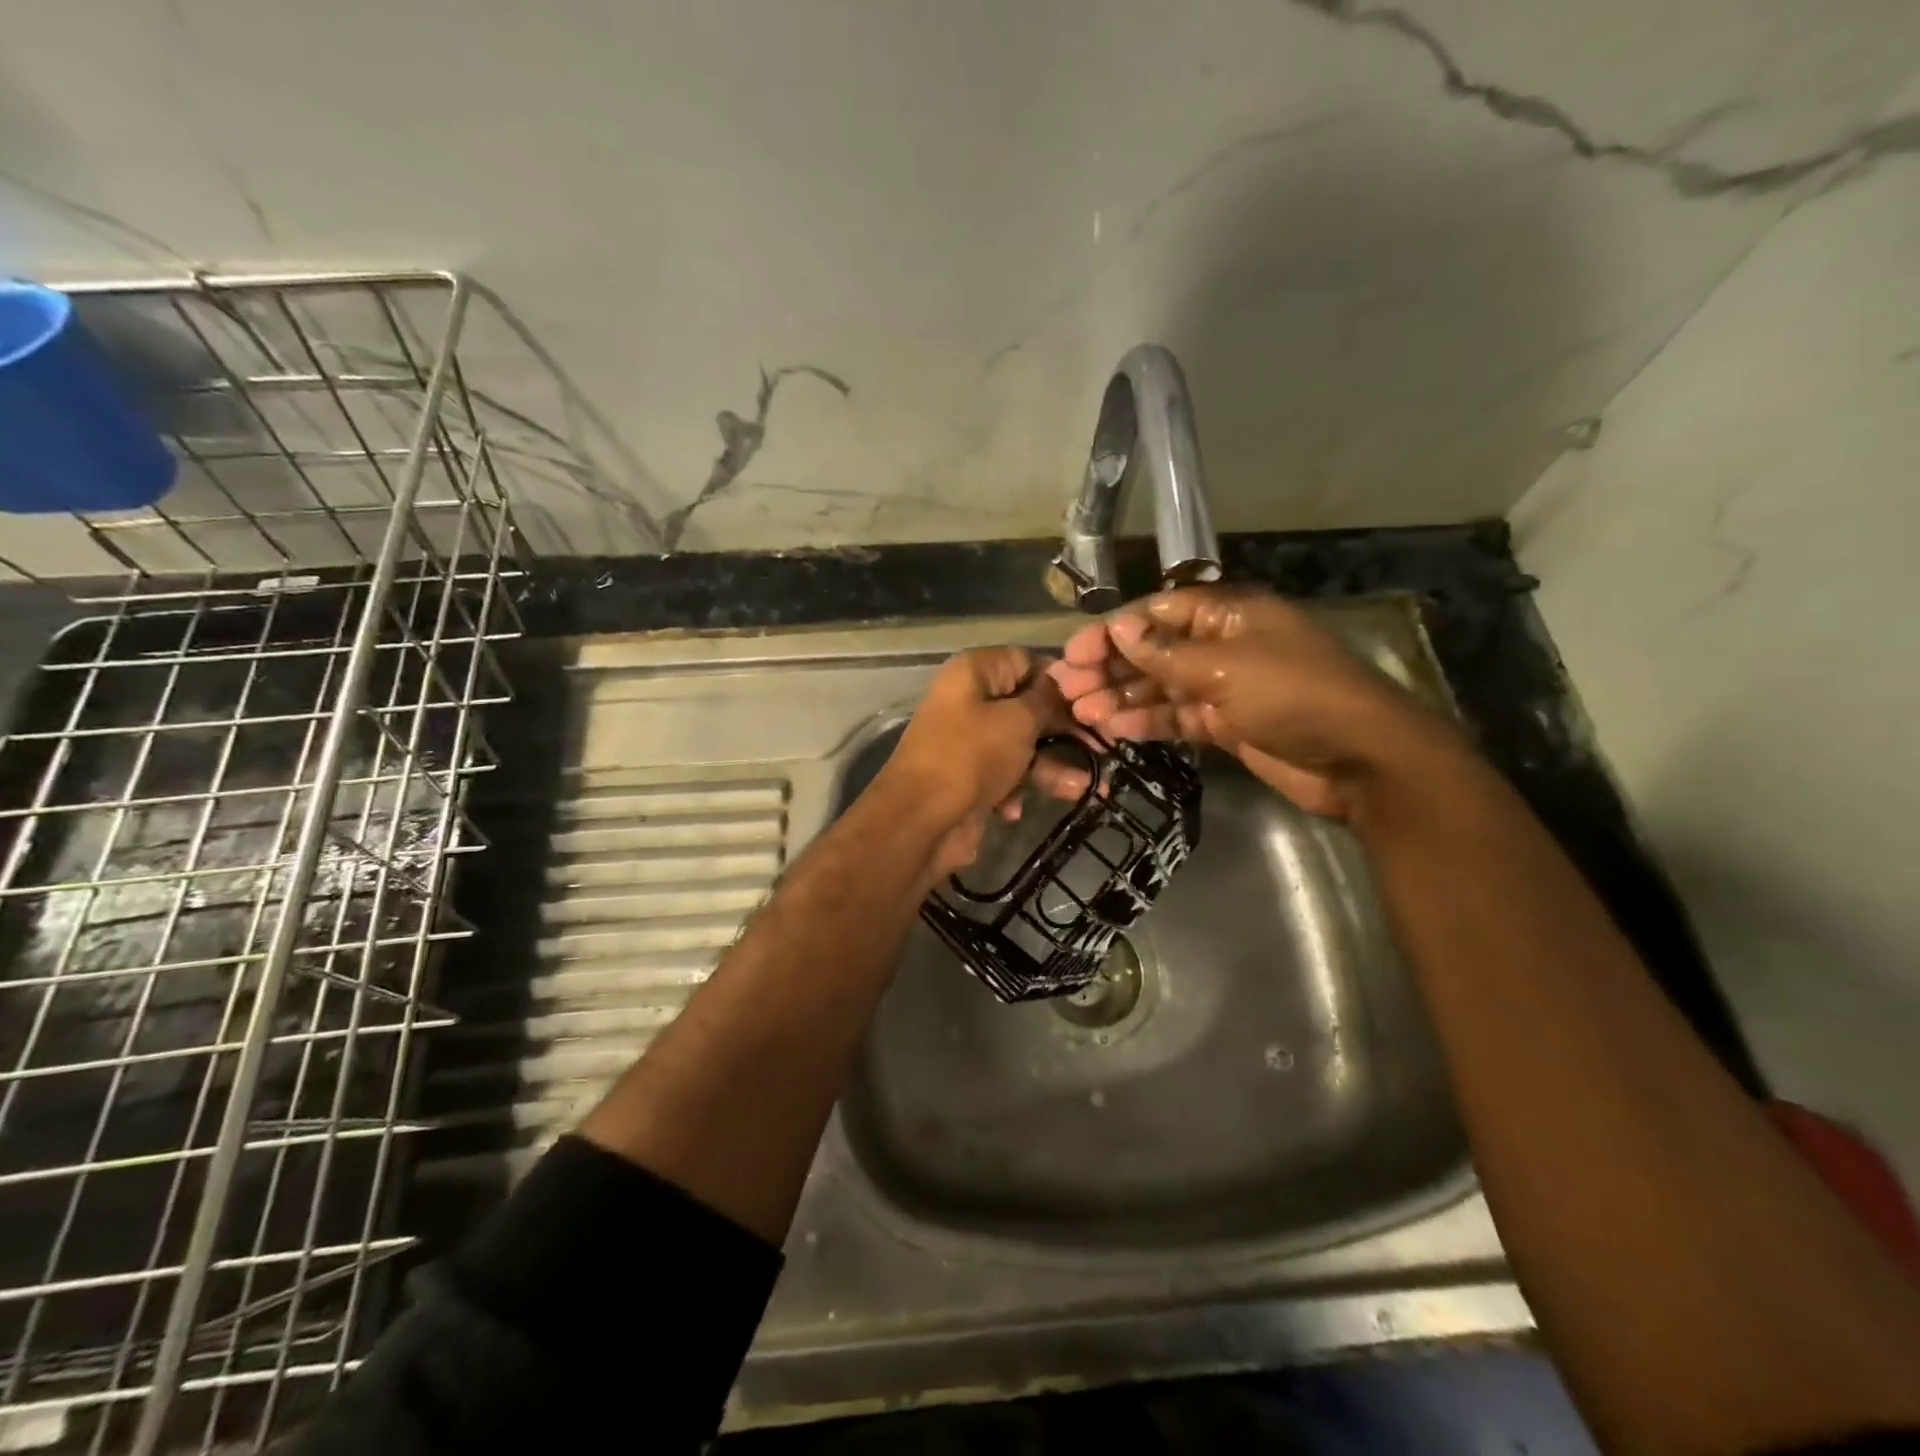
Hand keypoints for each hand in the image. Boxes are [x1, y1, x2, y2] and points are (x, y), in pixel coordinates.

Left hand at [879, 647, 1087, 875]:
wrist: (921, 821)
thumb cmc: (972, 756)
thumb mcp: (1018, 720)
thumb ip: (1047, 700)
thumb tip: (1063, 682)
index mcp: (975, 673)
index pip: (1027, 661)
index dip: (1061, 681)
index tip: (1094, 702)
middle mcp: (969, 701)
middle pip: (1028, 707)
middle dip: (1064, 731)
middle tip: (1103, 747)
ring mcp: (968, 741)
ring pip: (1022, 746)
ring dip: (1052, 767)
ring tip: (1087, 788)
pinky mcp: (969, 778)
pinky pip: (1005, 775)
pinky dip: (1018, 789)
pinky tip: (1018, 809)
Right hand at [1047, 587, 1452, 816]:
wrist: (1359, 758)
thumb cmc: (1293, 695)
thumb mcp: (1225, 667)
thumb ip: (1166, 654)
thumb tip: (1119, 629)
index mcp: (1227, 614)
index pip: (1157, 614)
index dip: (1113, 632)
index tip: (1074, 654)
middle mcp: (1222, 645)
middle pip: (1153, 652)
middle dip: (1110, 669)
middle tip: (1067, 690)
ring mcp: (1224, 687)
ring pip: (1160, 688)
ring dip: (1121, 699)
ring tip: (1081, 715)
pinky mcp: (1226, 724)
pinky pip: (1177, 718)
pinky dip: (1147, 724)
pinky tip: (1113, 731)